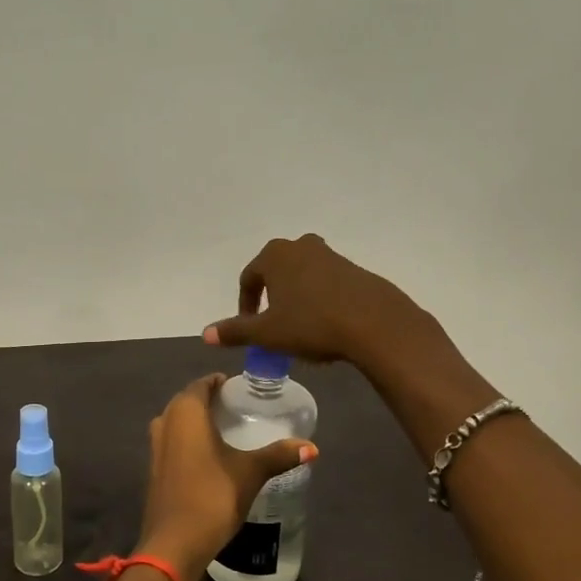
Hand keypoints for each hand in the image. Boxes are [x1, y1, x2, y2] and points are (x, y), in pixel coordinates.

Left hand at [136, 374, 315, 580]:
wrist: (175, 543)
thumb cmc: (212, 496)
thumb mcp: (251, 472)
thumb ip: (279, 455)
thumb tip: (312, 447)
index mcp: (185, 412)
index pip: (201, 384)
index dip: (220, 382)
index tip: (241, 388)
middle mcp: (165, 422)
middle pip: (188, 401)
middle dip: (210, 401)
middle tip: (239, 408)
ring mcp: (155, 447)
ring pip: (178, 422)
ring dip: (198, 422)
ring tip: (228, 430)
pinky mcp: (154, 469)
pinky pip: (173, 442)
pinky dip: (190, 440)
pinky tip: (211, 455)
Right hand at [202, 233, 433, 368]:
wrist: (374, 323)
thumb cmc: (311, 323)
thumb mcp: (267, 333)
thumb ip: (235, 331)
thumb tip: (206, 334)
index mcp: (274, 255)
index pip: (249, 278)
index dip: (245, 305)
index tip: (250, 328)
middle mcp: (300, 246)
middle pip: (276, 272)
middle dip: (271, 297)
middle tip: (273, 325)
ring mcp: (330, 255)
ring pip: (302, 276)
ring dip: (296, 297)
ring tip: (300, 326)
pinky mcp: (354, 269)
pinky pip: (326, 283)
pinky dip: (319, 299)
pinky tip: (326, 324)